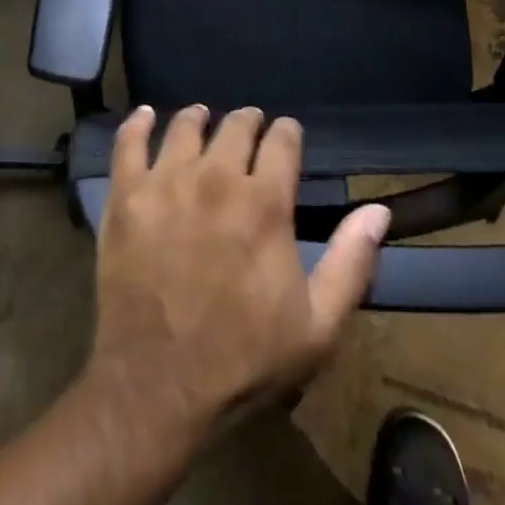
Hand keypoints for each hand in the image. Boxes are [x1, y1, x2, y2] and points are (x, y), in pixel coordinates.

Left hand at [86, 105, 390, 436]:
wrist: (158, 388)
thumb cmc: (244, 359)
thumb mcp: (317, 327)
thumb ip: (351, 262)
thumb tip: (378, 211)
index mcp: (264, 201)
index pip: (282, 140)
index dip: (287, 133)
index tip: (286, 135)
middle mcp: (215, 177)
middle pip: (235, 124)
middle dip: (248, 122)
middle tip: (248, 129)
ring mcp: (166, 181)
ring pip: (185, 125)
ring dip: (199, 118)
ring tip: (202, 119)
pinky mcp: (126, 195)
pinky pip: (129, 141)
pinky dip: (139, 123)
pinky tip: (146, 117)